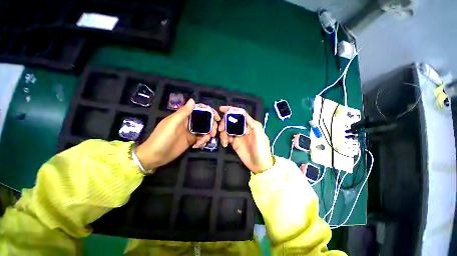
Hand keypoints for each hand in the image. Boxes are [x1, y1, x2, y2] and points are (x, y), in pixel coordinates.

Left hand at [136, 99, 219, 169]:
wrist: (155, 156)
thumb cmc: (162, 138)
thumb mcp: (172, 124)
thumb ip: (183, 113)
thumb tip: (193, 100)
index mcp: (183, 116)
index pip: (199, 109)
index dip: (209, 111)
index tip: (216, 117)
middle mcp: (188, 122)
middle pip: (204, 120)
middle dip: (211, 125)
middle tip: (213, 133)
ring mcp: (190, 132)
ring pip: (204, 130)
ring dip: (207, 135)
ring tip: (202, 142)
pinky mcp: (191, 140)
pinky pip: (201, 138)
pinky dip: (203, 141)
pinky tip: (197, 146)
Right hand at [219, 106, 273, 173]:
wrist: (259, 165)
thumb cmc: (261, 148)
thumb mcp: (259, 134)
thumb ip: (252, 123)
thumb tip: (243, 113)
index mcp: (250, 124)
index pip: (240, 114)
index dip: (231, 110)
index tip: (222, 109)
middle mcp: (243, 128)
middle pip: (232, 121)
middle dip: (225, 122)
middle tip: (220, 128)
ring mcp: (238, 136)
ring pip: (228, 129)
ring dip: (223, 132)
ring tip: (224, 139)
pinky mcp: (234, 143)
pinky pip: (227, 137)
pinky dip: (224, 139)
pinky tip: (225, 144)